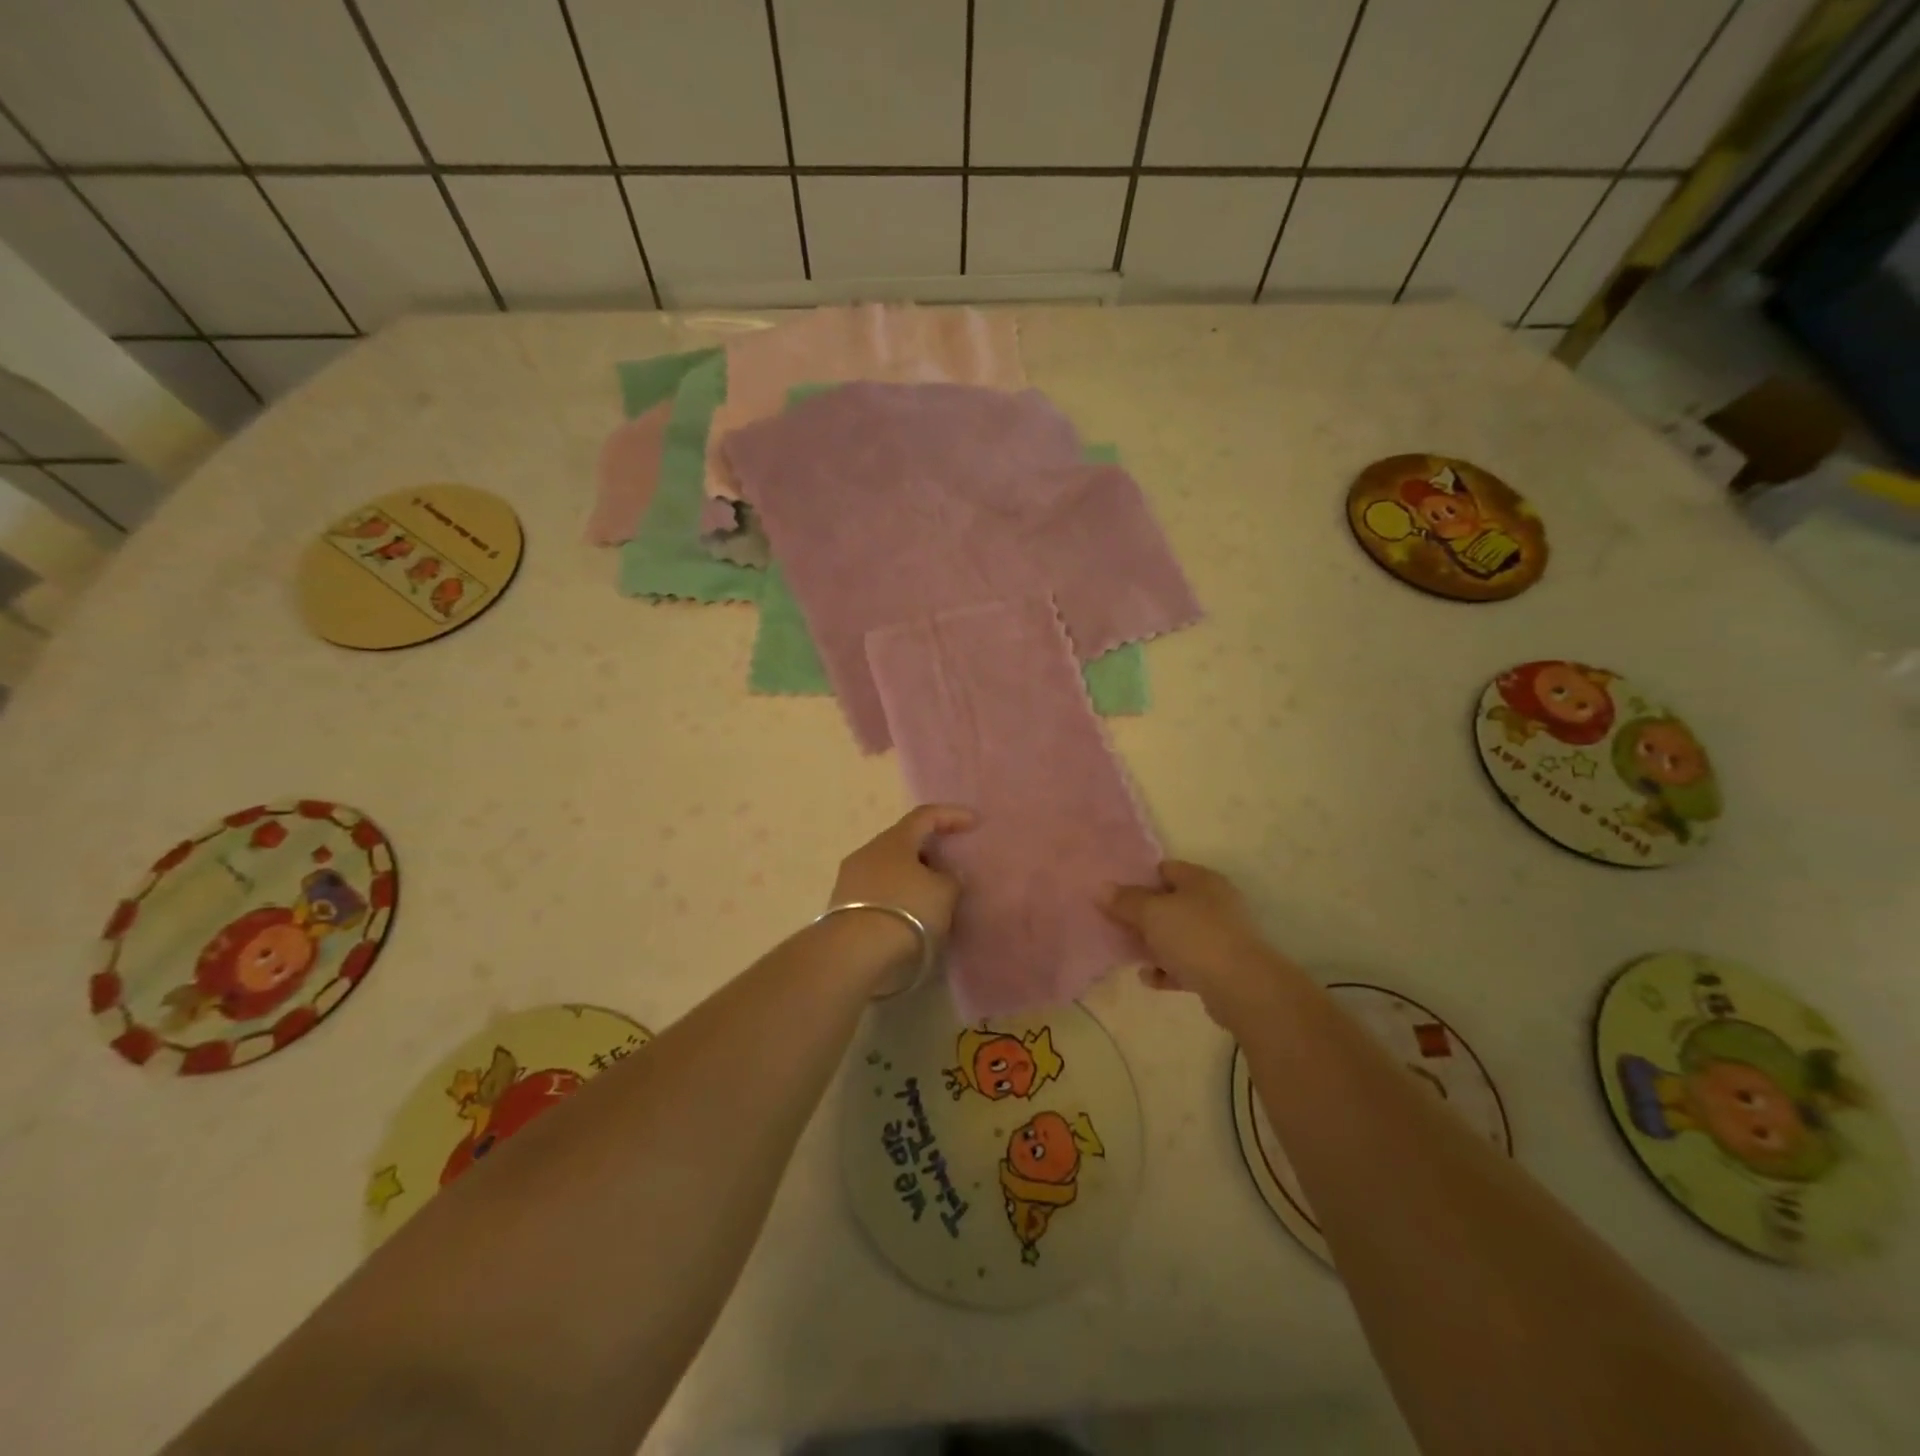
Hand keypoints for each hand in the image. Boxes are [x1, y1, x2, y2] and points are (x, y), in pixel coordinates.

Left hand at [830, 803, 975, 937]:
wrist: (854, 955)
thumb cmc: (907, 912)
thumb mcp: (944, 893)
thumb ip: (951, 878)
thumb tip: (945, 874)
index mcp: (894, 840)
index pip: (925, 815)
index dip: (951, 816)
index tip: (974, 823)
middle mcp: (868, 852)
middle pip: (903, 842)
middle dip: (929, 851)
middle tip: (951, 866)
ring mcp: (851, 880)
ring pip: (889, 869)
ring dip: (912, 877)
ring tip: (934, 896)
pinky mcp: (842, 908)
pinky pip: (879, 893)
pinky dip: (898, 898)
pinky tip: (912, 916)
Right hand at [1099, 860, 1286, 1023]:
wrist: (1242, 989)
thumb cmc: (1195, 937)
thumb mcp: (1152, 913)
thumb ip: (1126, 901)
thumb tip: (1102, 888)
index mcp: (1201, 880)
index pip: (1166, 869)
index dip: (1139, 878)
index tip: (1114, 892)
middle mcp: (1214, 903)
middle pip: (1170, 903)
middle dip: (1143, 914)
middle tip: (1114, 923)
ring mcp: (1219, 936)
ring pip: (1177, 935)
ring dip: (1153, 944)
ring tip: (1126, 951)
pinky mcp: (1220, 968)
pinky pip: (1185, 964)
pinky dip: (1166, 969)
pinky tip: (1148, 977)